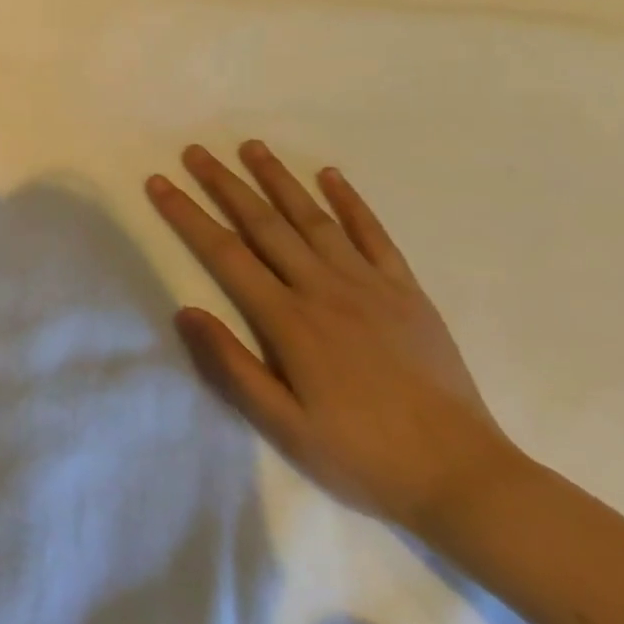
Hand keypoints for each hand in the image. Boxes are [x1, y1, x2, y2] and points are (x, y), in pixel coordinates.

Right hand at [148, 141, 521, 534]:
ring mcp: (368, 285)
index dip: (187, 214)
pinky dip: (351, 201)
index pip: (225, 253)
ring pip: (313, 218)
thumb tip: (186, 311)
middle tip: (196, 150)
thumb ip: (232, 366)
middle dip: (224, 183)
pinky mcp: (406, 291)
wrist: (463, 477)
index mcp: (288, 320)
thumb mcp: (284, 426)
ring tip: (252, 146)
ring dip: (278, 179)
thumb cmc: (362, 456)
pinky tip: (330, 175)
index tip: (159, 182)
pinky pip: (374, 234)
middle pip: (263, 223)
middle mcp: (323, 289)